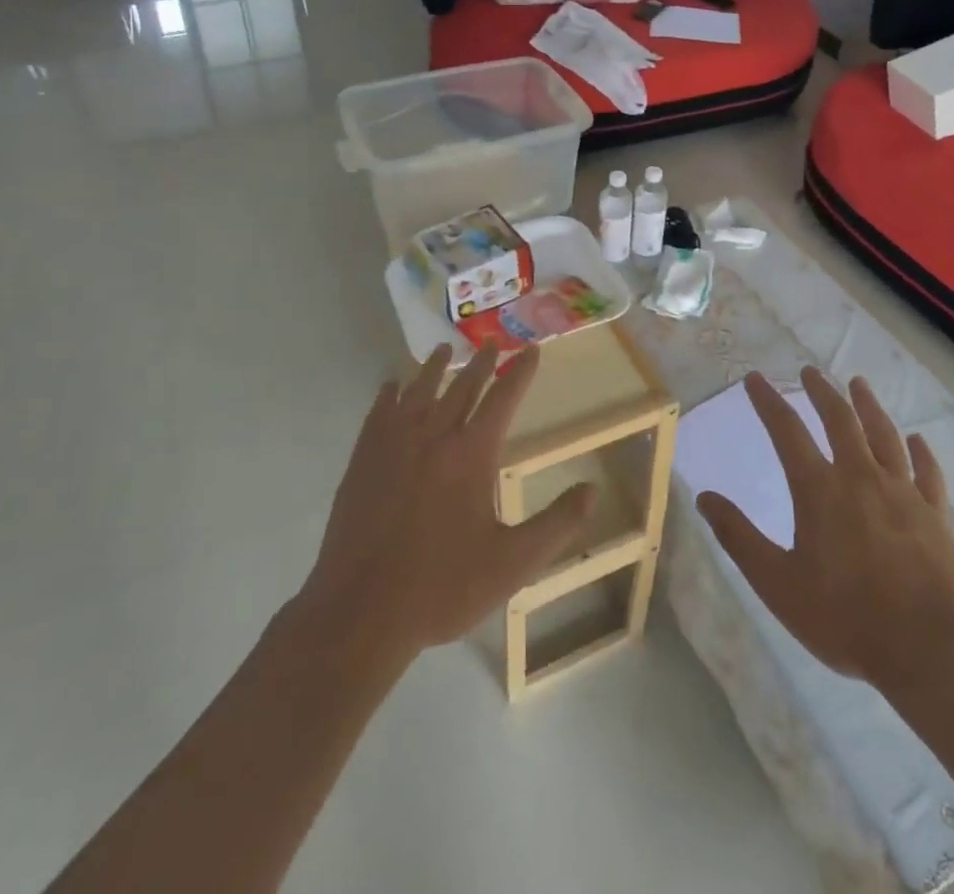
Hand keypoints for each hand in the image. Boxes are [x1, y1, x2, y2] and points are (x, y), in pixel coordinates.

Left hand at [292, 345, 595, 662]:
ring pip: (419, 391)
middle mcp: (433, 436)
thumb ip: (556, 525)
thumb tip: (592, 490)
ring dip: (435, 368)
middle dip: (481, 363)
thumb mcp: (512, 564)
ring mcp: (393, 445)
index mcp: (471, 453)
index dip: (520, 373)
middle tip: (492, 342)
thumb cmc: (442, 587)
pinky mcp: (362, 461)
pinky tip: (391, 386)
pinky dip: (389, 393)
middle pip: (461, 387)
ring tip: (445, 350)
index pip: (503, 399)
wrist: (360, 611)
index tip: (532, 350)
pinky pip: (378, 412)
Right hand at [696, 367, 953, 688]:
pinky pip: (927, 472)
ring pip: (884, 435)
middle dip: (822, 392)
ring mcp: (903, 493)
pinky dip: (921, 452)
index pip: (787, 431)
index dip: (768, 401)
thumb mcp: (777, 583)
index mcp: (819, 489)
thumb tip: (704, 497)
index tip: (755, 379)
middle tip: (810, 371)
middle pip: (840, 420)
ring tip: (858, 384)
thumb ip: (739, 537)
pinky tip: (917, 440)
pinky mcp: (935, 515)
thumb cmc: (845, 618)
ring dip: (868, 405)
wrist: (929, 650)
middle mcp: (861, 477)